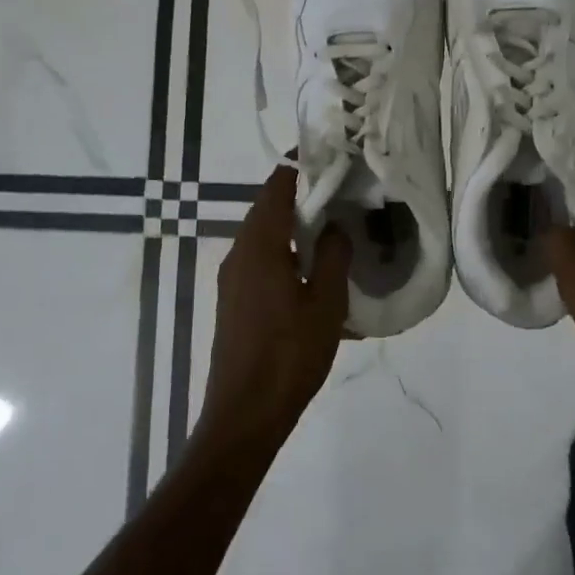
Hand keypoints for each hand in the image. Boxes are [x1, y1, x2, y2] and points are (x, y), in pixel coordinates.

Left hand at [199, 163, 352, 443]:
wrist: (243, 416)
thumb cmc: (288, 356)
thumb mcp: (325, 304)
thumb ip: (332, 256)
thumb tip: (335, 227)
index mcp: (260, 245)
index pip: (277, 187)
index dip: (302, 166)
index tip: (332, 157)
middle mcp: (239, 253)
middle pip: (269, 207)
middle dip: (303, 195)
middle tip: (342, 190)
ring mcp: (233, 279)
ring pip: (266, 236)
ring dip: (296, 226)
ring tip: (334, 229)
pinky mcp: (234, 301)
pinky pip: (262, 261)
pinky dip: (287, 253)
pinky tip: (315, 276)